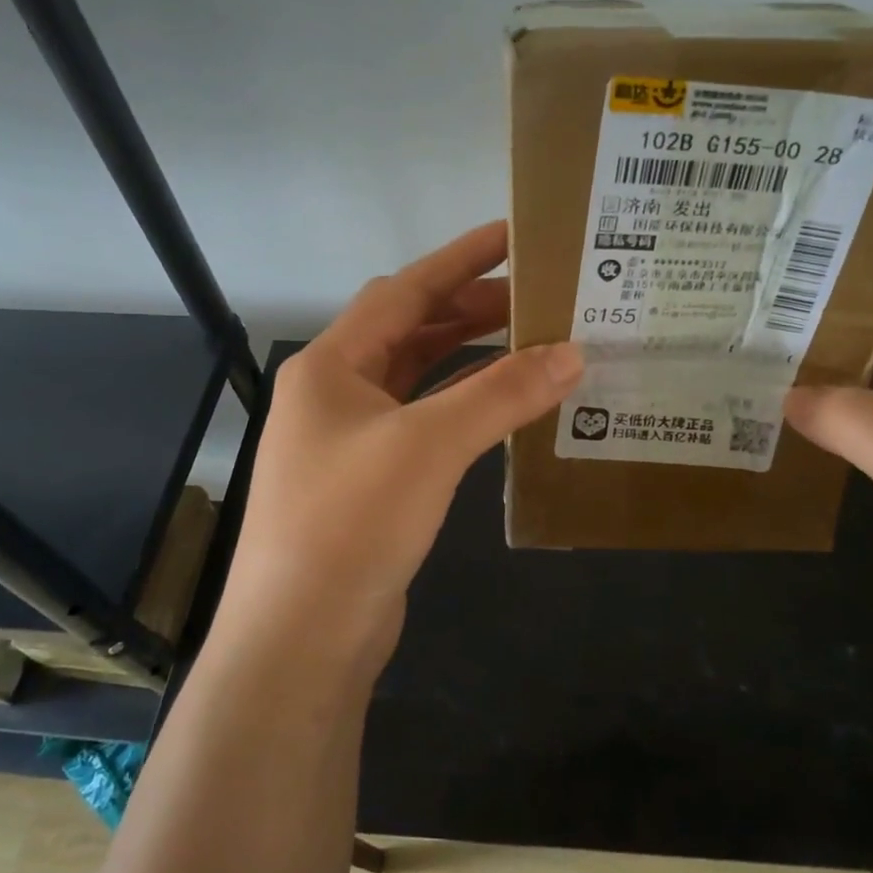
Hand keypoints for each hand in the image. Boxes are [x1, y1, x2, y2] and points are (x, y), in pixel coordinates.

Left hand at [210, 222, 582, 687]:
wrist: (301, 638)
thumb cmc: (351, 523)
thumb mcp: (428, 446)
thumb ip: (500, 393)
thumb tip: (571, 352)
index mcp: (331, 365)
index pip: (403, 291)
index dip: (459, 259)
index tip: (513, 234)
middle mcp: (334, 393)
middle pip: (409, 330)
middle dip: (470, 308)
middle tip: (537, 296)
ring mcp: (349, 439)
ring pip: (416, 377)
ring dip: (467, 356)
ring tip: (529, 340)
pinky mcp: (369, 481)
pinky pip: (422, 422)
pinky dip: (461, 405)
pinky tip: (501, 406)